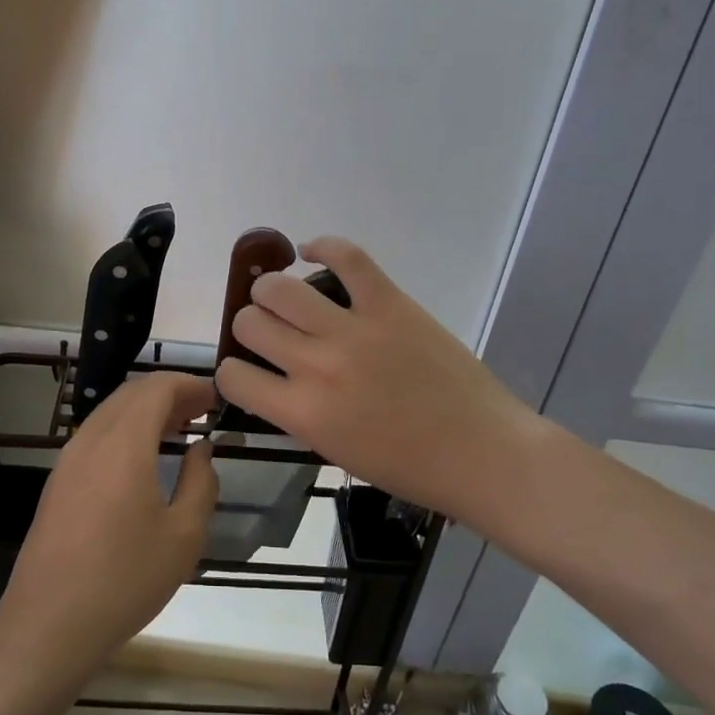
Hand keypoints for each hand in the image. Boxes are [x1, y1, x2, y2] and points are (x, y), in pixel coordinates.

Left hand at [0, 373, 219, 677]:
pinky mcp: (58, 481)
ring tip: (180, 429)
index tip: (216, 398)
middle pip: (131, 394)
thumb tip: (201, 450)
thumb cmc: (125, 579)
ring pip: (110, 413)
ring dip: (146, 411)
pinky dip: (126, 430)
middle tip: (203, 411)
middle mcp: (91, 439)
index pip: (157, 388)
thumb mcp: (183, 536)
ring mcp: (69, 459)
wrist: (49, 623)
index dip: (189, 385)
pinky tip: (144, 457)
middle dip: (169, 393)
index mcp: (124, 444)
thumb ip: (200, 483)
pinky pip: (96, 435)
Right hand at [214, 237, 536, 530]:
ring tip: (285, 297)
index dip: (232, 371)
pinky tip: (312, 253)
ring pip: (279, 287)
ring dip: (272, 290)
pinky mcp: (389, 303)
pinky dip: (322, 247)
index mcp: (303, 413)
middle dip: (251, 326)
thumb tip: (274, 377)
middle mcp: (317, 366)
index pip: (232, 375)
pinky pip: (346, 256)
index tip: (248, 370)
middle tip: (272, 333)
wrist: (482, 453)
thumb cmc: (409, 467)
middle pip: (249, 322)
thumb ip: (297, 412)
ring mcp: (354, 329)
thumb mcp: (334, 451)